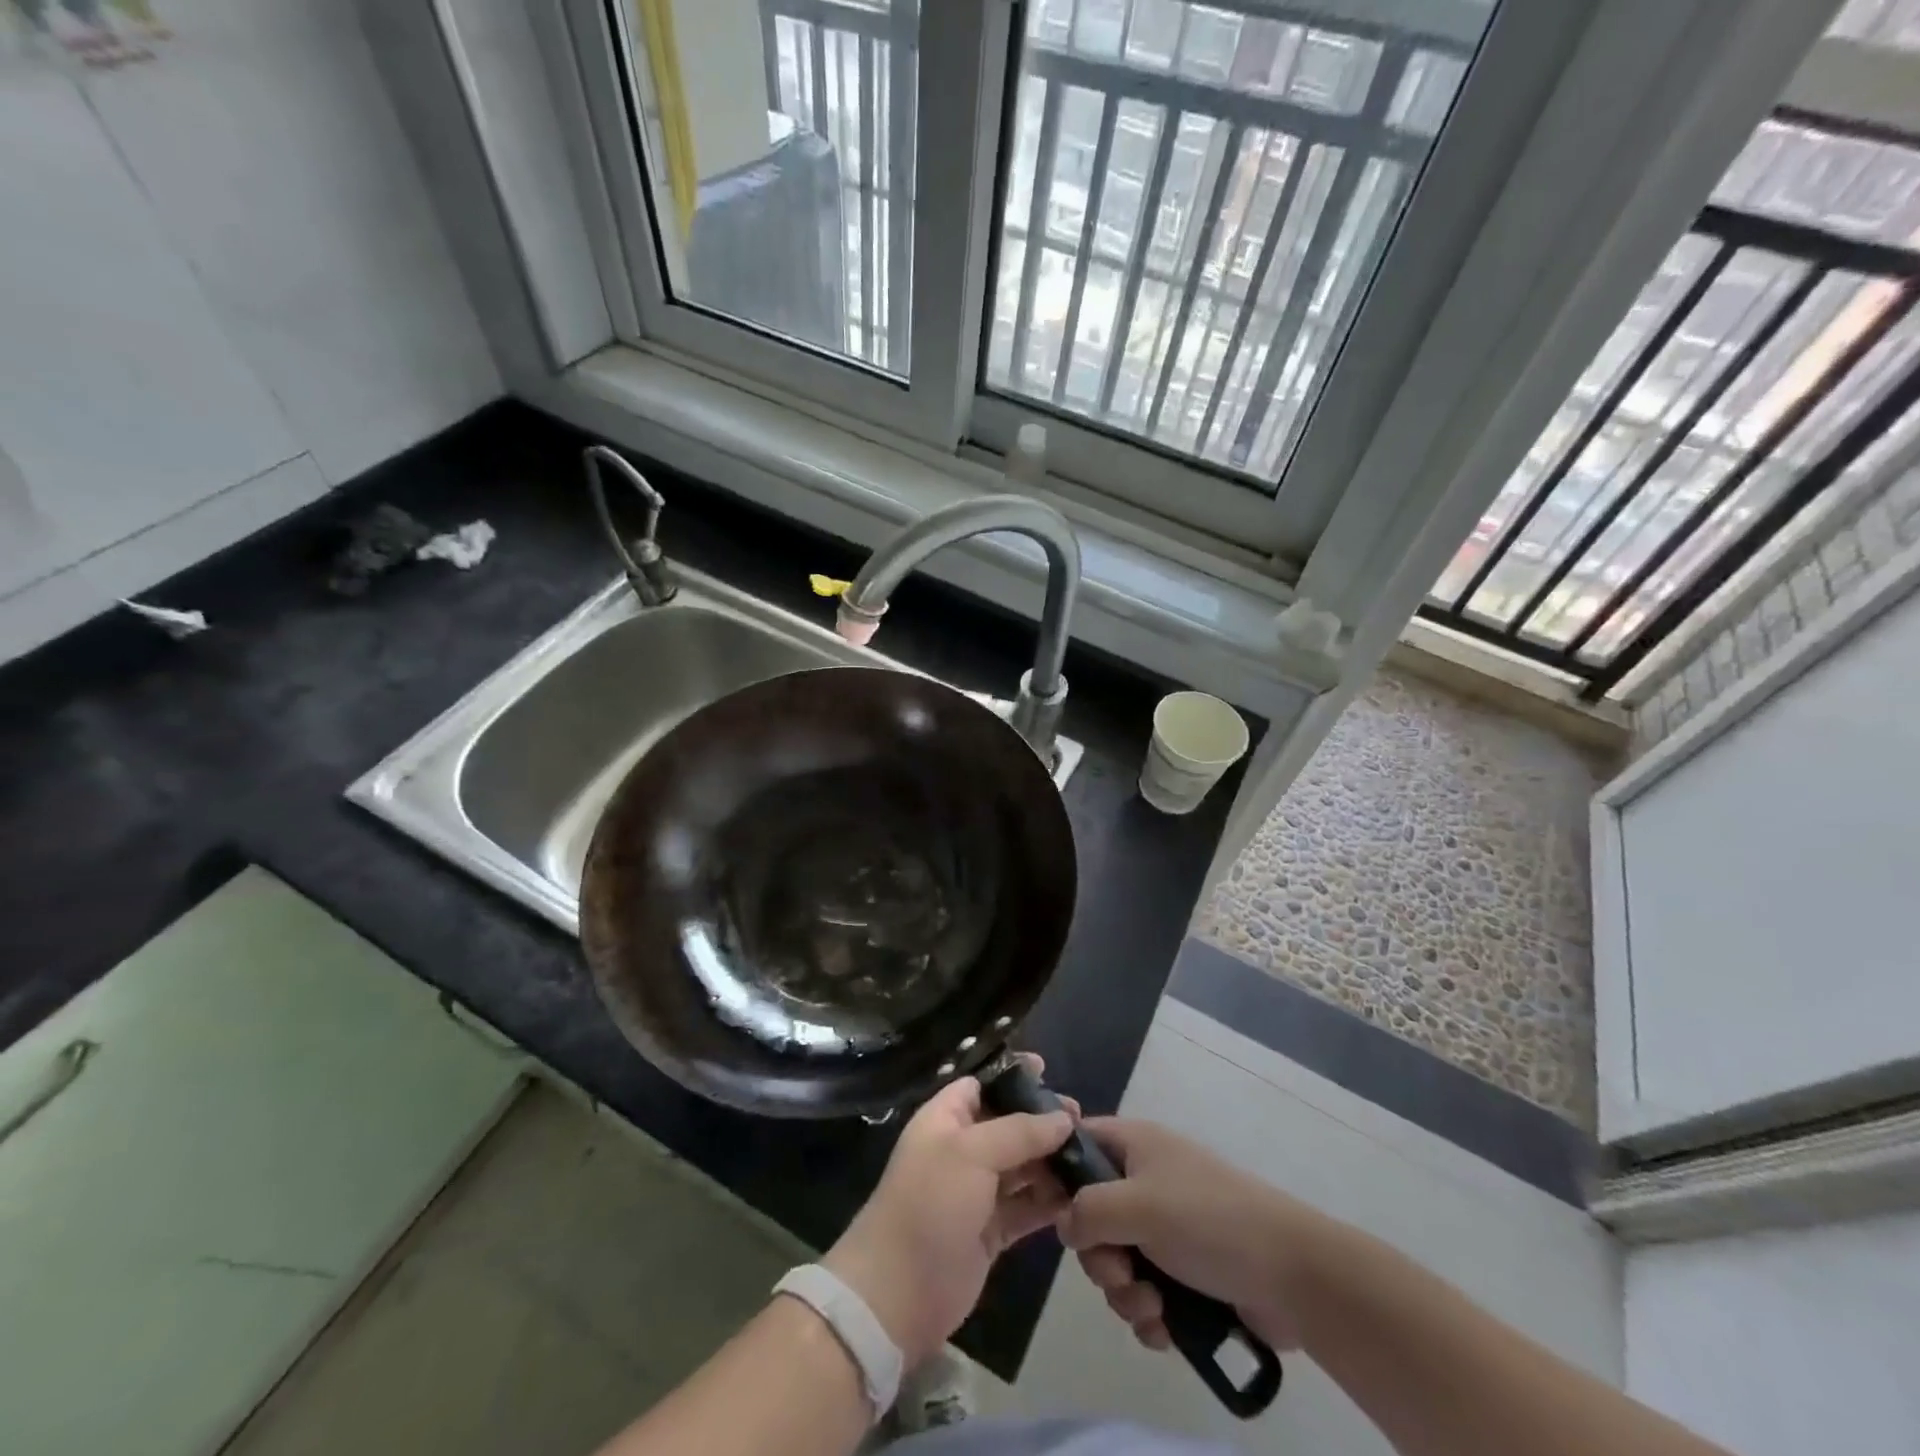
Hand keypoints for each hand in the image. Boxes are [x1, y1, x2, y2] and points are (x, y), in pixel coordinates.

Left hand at [824, 1060, 1075, 1366]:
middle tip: (1082, 1120)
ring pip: (1021, 1166)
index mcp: (946, 1119)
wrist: (898, 1291)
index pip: (982, 1084)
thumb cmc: (930, 1203)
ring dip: (1051, 1161)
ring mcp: (976, 1192)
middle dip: (1042, 1121)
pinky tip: (1079, 1196)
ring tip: (1090, 1156)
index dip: (1013, 1076)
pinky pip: (1026, 1206)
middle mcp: (962, 1150)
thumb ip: (1020, 1131)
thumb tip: (1063, 1118)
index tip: (1049, 1071)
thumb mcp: (972, 1153)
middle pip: (1008, 1124)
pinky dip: (1049, 1201)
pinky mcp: (991, 1231)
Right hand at [1055, 1117, 1326, 1355]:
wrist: (1292, 1274)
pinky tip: (1165, 1327)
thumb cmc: (1208, 1221)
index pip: (1078, 1142)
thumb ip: (1087, 1209)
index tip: (1048, 1211)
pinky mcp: (1185, 1272)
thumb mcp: (1139, 1205)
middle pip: (1091, 1213)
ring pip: (1116, 1259)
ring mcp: (1166, 1227)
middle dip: (1099, 1255)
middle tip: (1120, 1271)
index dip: (1057, 1172)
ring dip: (1124, 1291)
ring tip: (1152, 1305)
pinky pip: (1144, 1291)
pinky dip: (1148, 1312)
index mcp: (1135, 1146)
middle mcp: (1145, 1181)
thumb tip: (1063, 1224)